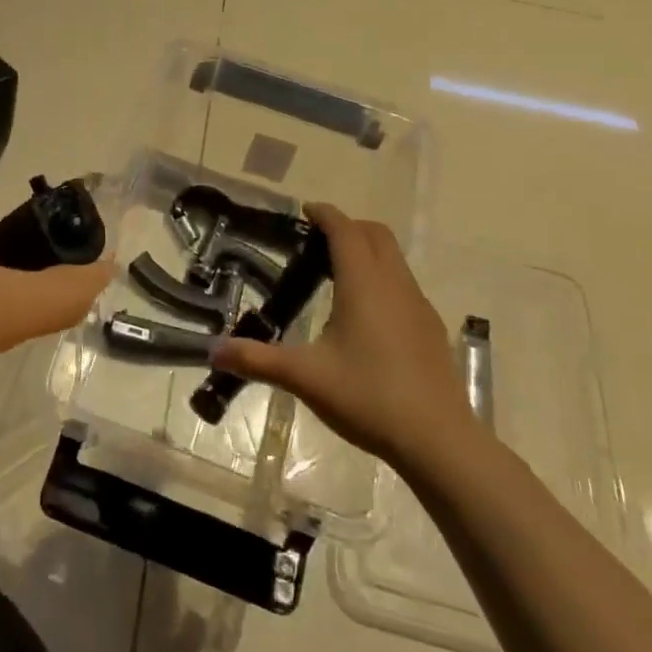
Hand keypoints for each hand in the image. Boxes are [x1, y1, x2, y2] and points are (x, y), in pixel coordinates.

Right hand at [211, 203, 476, 467]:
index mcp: (363, 284)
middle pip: (376, 234)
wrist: (439, 440)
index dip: (325, 215)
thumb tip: (213, 351)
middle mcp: (394, 284)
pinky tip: (367, 315)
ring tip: (337, 274)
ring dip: (368, 251)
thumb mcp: (305, 377)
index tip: (305, 211)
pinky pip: (404, 284)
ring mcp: (419, 305)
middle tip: (317, 242)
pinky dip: (383, 278)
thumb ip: (258, 359)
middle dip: (348, 227)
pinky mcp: (431, 328)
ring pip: (394, 258)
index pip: (345, 230)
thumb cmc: (368, 397)